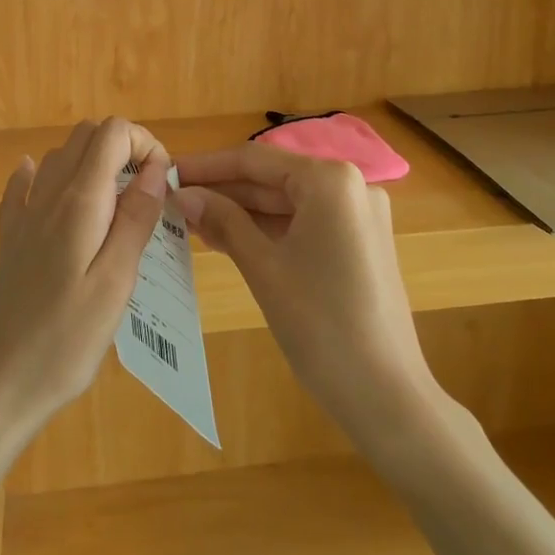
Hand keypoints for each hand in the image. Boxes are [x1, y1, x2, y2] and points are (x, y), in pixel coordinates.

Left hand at [0, 118, 168, 442]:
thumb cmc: (66, 340)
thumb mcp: (116, 282)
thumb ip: (136, 219)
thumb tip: (155, 168)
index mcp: (78, 203)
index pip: (111, 133)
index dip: (143, 143)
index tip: (162, 183)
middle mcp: (47, 197)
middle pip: (85, 136)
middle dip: (123, 149)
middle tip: (147, 194)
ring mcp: (23, 217)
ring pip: (58, 157)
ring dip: (93, 164)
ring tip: (118, 206)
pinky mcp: (10, 241)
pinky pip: (22, 187)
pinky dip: (43, 176)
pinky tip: (51, 191)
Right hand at [173, 144, 439, 442]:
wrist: (386, 394)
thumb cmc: (320, 324)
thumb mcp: (263, 267)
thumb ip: (223, 221)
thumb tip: (183, 194)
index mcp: (330, 181)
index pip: (255, 160)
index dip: (208, 166)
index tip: (168, 173)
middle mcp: (351, 186)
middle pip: (273, 179)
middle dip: (224, 191)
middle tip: (174, 201)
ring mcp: (358, 215)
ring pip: (287, 203)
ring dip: (242, 213)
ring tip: (191, 222)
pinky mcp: (359, 243)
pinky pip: (304, 224)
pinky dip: (268, 231)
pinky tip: (228, 239)